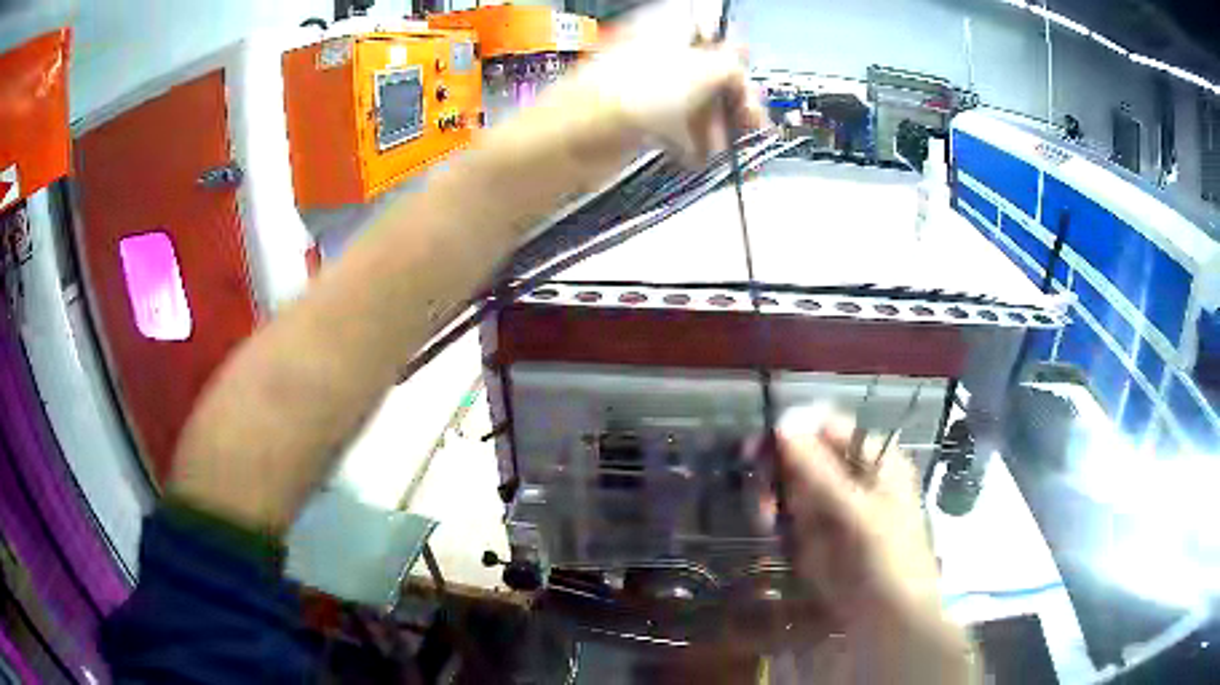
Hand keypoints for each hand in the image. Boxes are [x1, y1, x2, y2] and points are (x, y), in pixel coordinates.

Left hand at [550, 37, 765, 167]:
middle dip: (734, 98)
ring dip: (717, 125)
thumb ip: (731, 64)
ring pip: (696, 101)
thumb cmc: (638, 93)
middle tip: (752, 124)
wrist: (575, 138)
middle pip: (710, 70)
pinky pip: (676, 125)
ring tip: (722, 149)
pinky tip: (700, 157)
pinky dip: (692, 140)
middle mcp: (659, 51)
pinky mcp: (639, 118)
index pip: (715, 32)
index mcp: (670, 26)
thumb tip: (741, 63)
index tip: (748, 84)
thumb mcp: (700, 70)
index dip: (736, 57)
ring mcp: (647, 85)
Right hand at [776, 406, 939, 620]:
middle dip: (779, 471)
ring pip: (792, 487)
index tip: (757, 447)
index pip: (828, 428)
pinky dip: (776, 522)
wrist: (888, 621)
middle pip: (805, 457)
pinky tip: (772, 533)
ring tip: (766, 520)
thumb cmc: (885, 558)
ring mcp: (834, 509)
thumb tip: (782, 426)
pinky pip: (789, 517)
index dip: (794, 432)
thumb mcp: (856, 511)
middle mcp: (853, 478)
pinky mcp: (817, 538)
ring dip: (773, 498)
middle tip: (760, 491)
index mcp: (875, 460)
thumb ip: (818, 471)